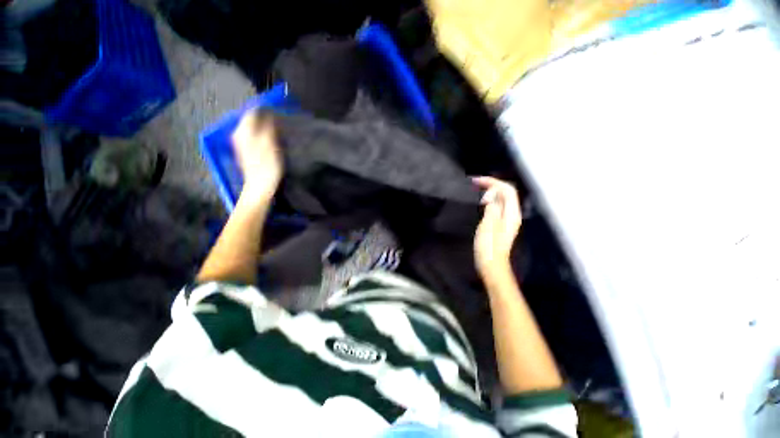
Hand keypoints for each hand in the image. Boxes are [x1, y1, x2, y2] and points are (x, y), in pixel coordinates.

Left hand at [231, 111, 282, 201]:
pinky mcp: (246, 151)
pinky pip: (255, 136)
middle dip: (266, 119)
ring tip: (279, 133)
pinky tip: (272, 142)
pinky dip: (264, 136)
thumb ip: (268, 126)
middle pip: (252, 120)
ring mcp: (241, 143)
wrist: (260, 186)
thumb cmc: (267, 166)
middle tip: (280, 124)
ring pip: (254, 128)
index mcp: (243, 131)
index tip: (279, 112)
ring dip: (266, 128)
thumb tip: (268, 112)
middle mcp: (239, 134)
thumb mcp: (270, 144)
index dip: (266, 110)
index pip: (252, 112)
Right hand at [473, 177, 521, 278]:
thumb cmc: (488, 247)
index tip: (476, 181)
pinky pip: (497, 206)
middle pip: (506, 192)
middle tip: (475, 183)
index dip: (493, 182)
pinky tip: (482, 202)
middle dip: (492, 185)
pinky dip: (489, 200)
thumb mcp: (489, 225)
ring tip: (476, 190)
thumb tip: (492, 194)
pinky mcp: (501, 224)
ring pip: (502, 199)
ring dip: (490, 191)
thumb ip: (492, 207)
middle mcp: (512, 214)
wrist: (491, 265)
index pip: (507, 190)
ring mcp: (507, 220)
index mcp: (511, 214)